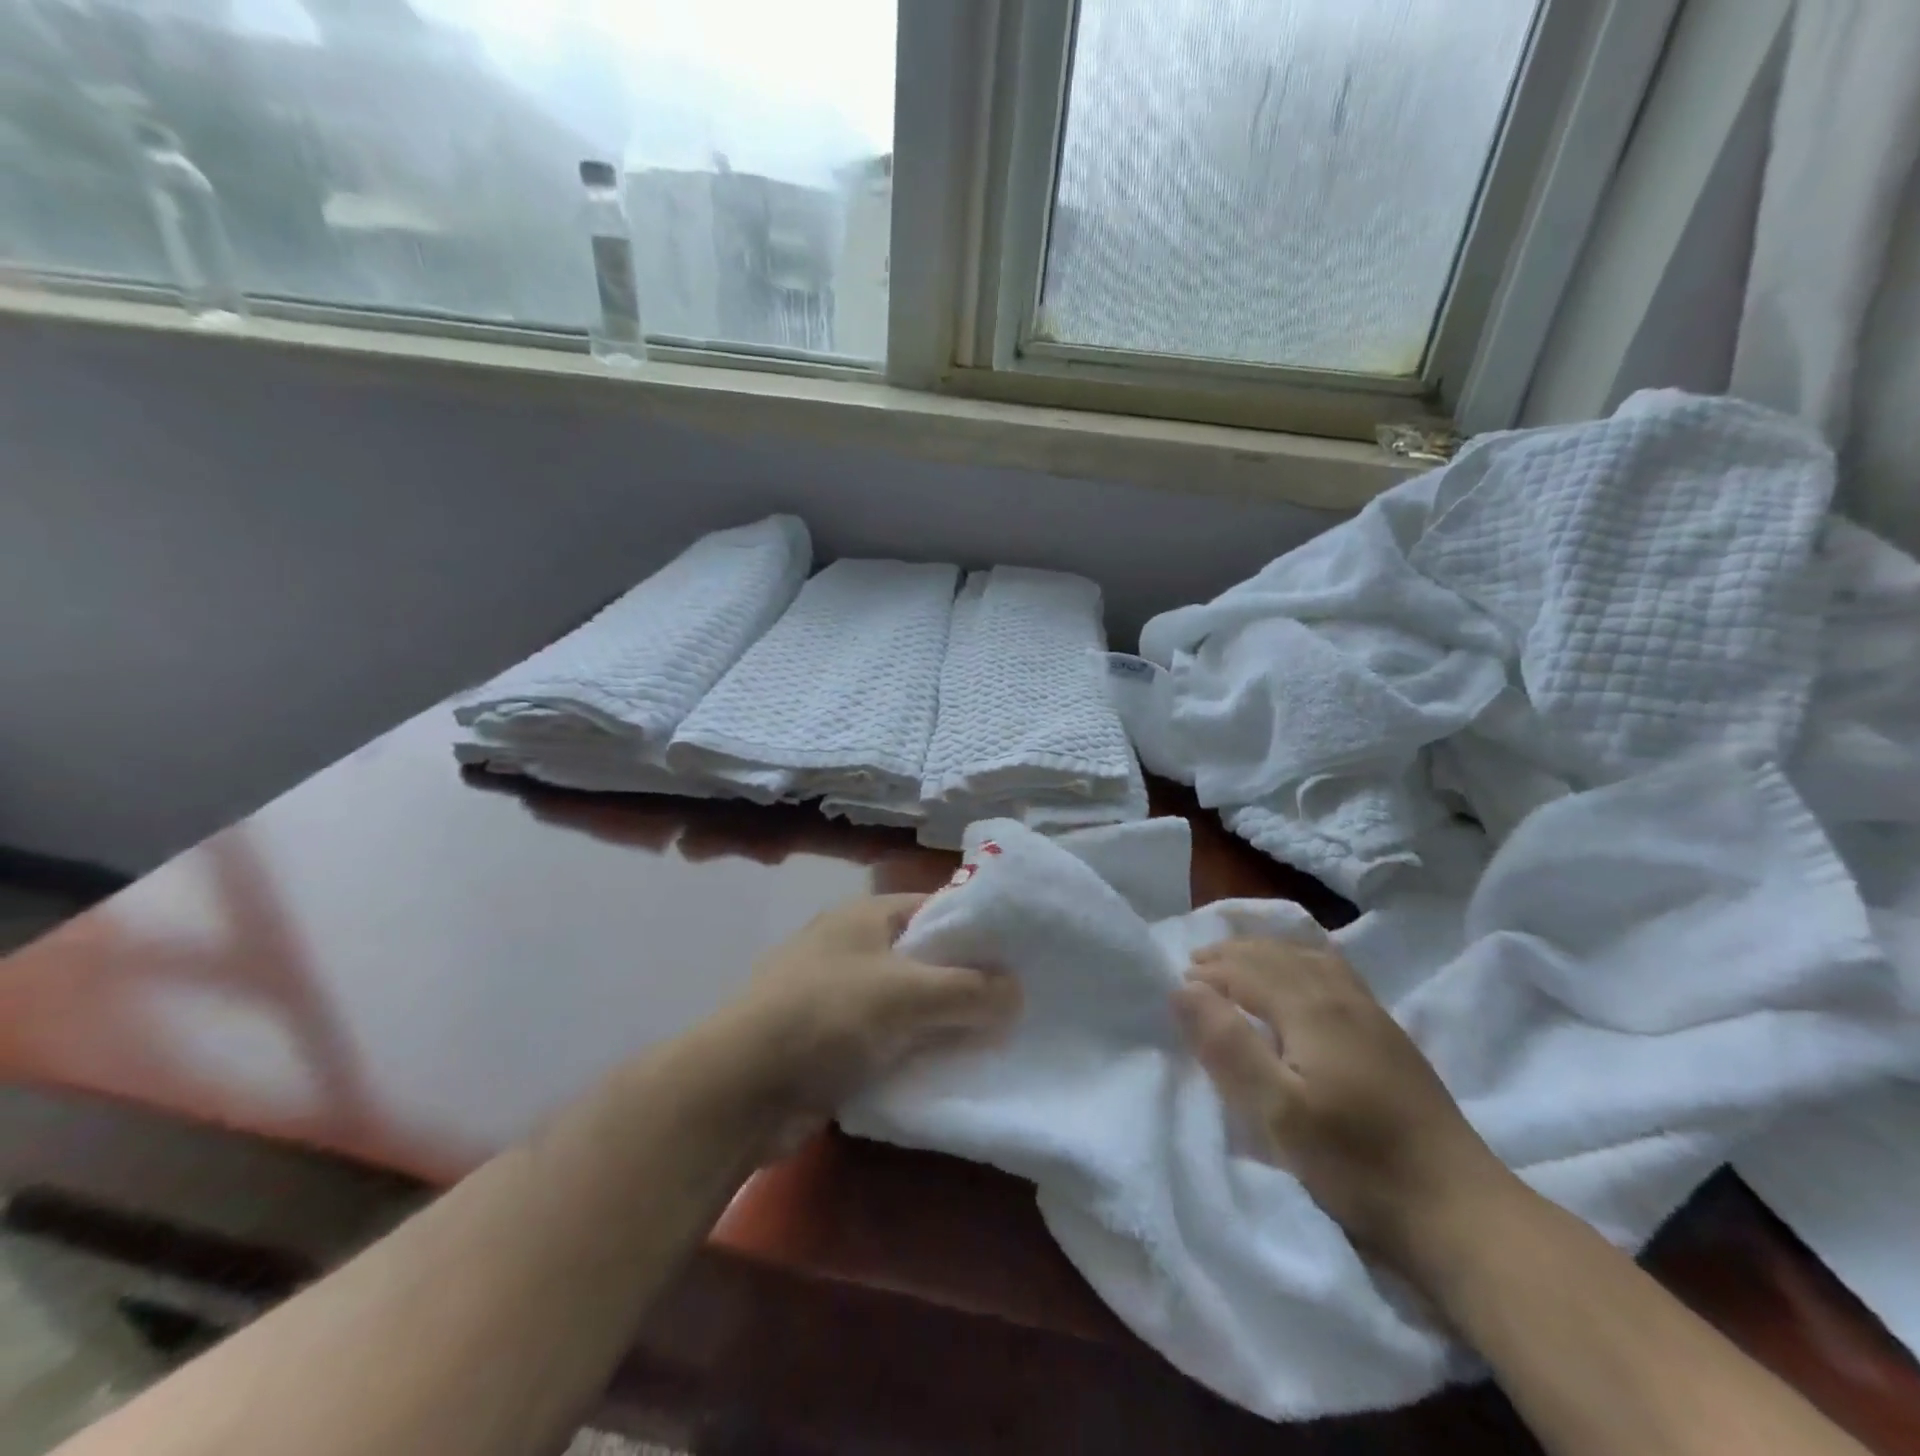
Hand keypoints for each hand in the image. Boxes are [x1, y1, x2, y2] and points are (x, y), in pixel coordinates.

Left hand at [724, 894, 1020, 1124]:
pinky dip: (913, 1051)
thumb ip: (969, 990)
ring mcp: (838, 995)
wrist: (739, 1088)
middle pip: (924, 958)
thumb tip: (1017, 991)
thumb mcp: (907, 994)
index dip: (978, 931)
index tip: (1019, 960)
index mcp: (867, 916)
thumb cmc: (826, 1016)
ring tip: (990, 1043)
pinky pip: (886, 1039)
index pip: (937, 909)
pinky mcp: (829, 1041)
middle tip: (1013, 1008)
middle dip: (964, 983)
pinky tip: (945, 1071)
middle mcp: (853, 947)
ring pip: (907, 1003)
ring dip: (941, 1022)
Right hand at [1173, 938, 1514, 1275]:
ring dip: (1265, 953)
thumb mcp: (1278, 1113)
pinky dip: (1301, 960)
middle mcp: (1341, 995)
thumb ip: (1227, 1045)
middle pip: (1276, 955)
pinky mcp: (1389, 1034)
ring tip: (1237, 963)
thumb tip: (1182, 988)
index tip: (1174, 986)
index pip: (1246, 970)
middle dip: (1231, 954)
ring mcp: (1371, 1012)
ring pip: (1308, 957)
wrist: (1460, 1211)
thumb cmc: (1357, 1165)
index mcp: (1311, 1008)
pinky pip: (1334, 971)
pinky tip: (1301, 977)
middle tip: (1195, 966)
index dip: (1208, 973)